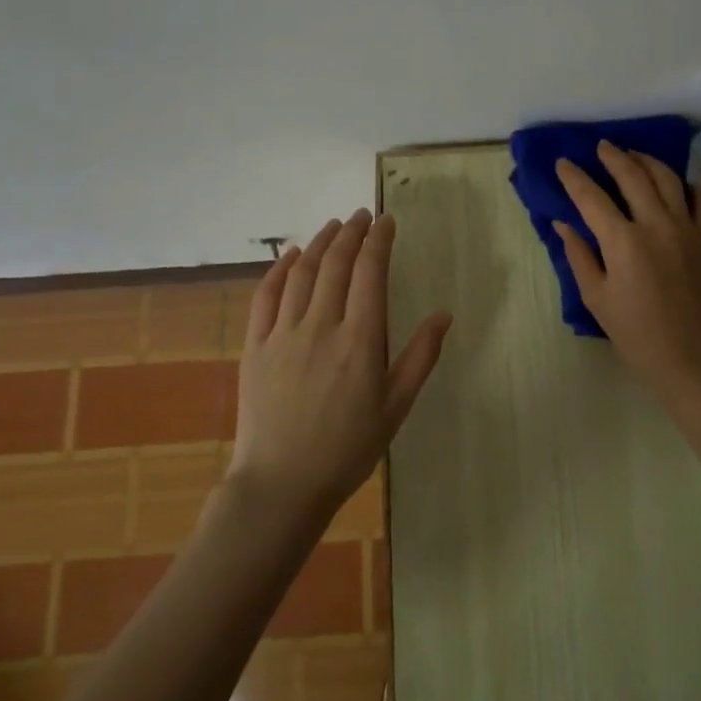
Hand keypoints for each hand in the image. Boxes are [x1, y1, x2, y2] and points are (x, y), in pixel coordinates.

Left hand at [230, 209, 452, 517]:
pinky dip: (279, 268)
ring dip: (320, 242)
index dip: (379, 239)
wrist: (282, 484)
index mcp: (360, 340)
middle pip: (337, 262)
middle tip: (363, 215)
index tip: (386, 221)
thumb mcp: (396, 407)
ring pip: (302, 271)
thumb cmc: (348, 448)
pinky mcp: (255, 345)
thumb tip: (444, 315)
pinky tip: (291, 255)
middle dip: (352, 232)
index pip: (371, 271)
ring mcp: (283, 333)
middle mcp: (321, 326)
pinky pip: (265, 295)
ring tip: (334, 226)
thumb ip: (421, 357)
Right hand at [555, 142, 700, 396]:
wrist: (692, 356)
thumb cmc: (636, 333)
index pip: (592, 197)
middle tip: (600, 147)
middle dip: (613, 157)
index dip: (574, 178)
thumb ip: (579, 255)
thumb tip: (563, 224)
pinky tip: (678, 184)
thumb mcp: (596, 297)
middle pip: (633, 176)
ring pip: (668, 178)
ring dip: (647, 161)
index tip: (563, 163)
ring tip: (633, 155)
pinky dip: (689, 186)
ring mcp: (685, 228)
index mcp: (623, 241)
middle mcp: (656, 224)